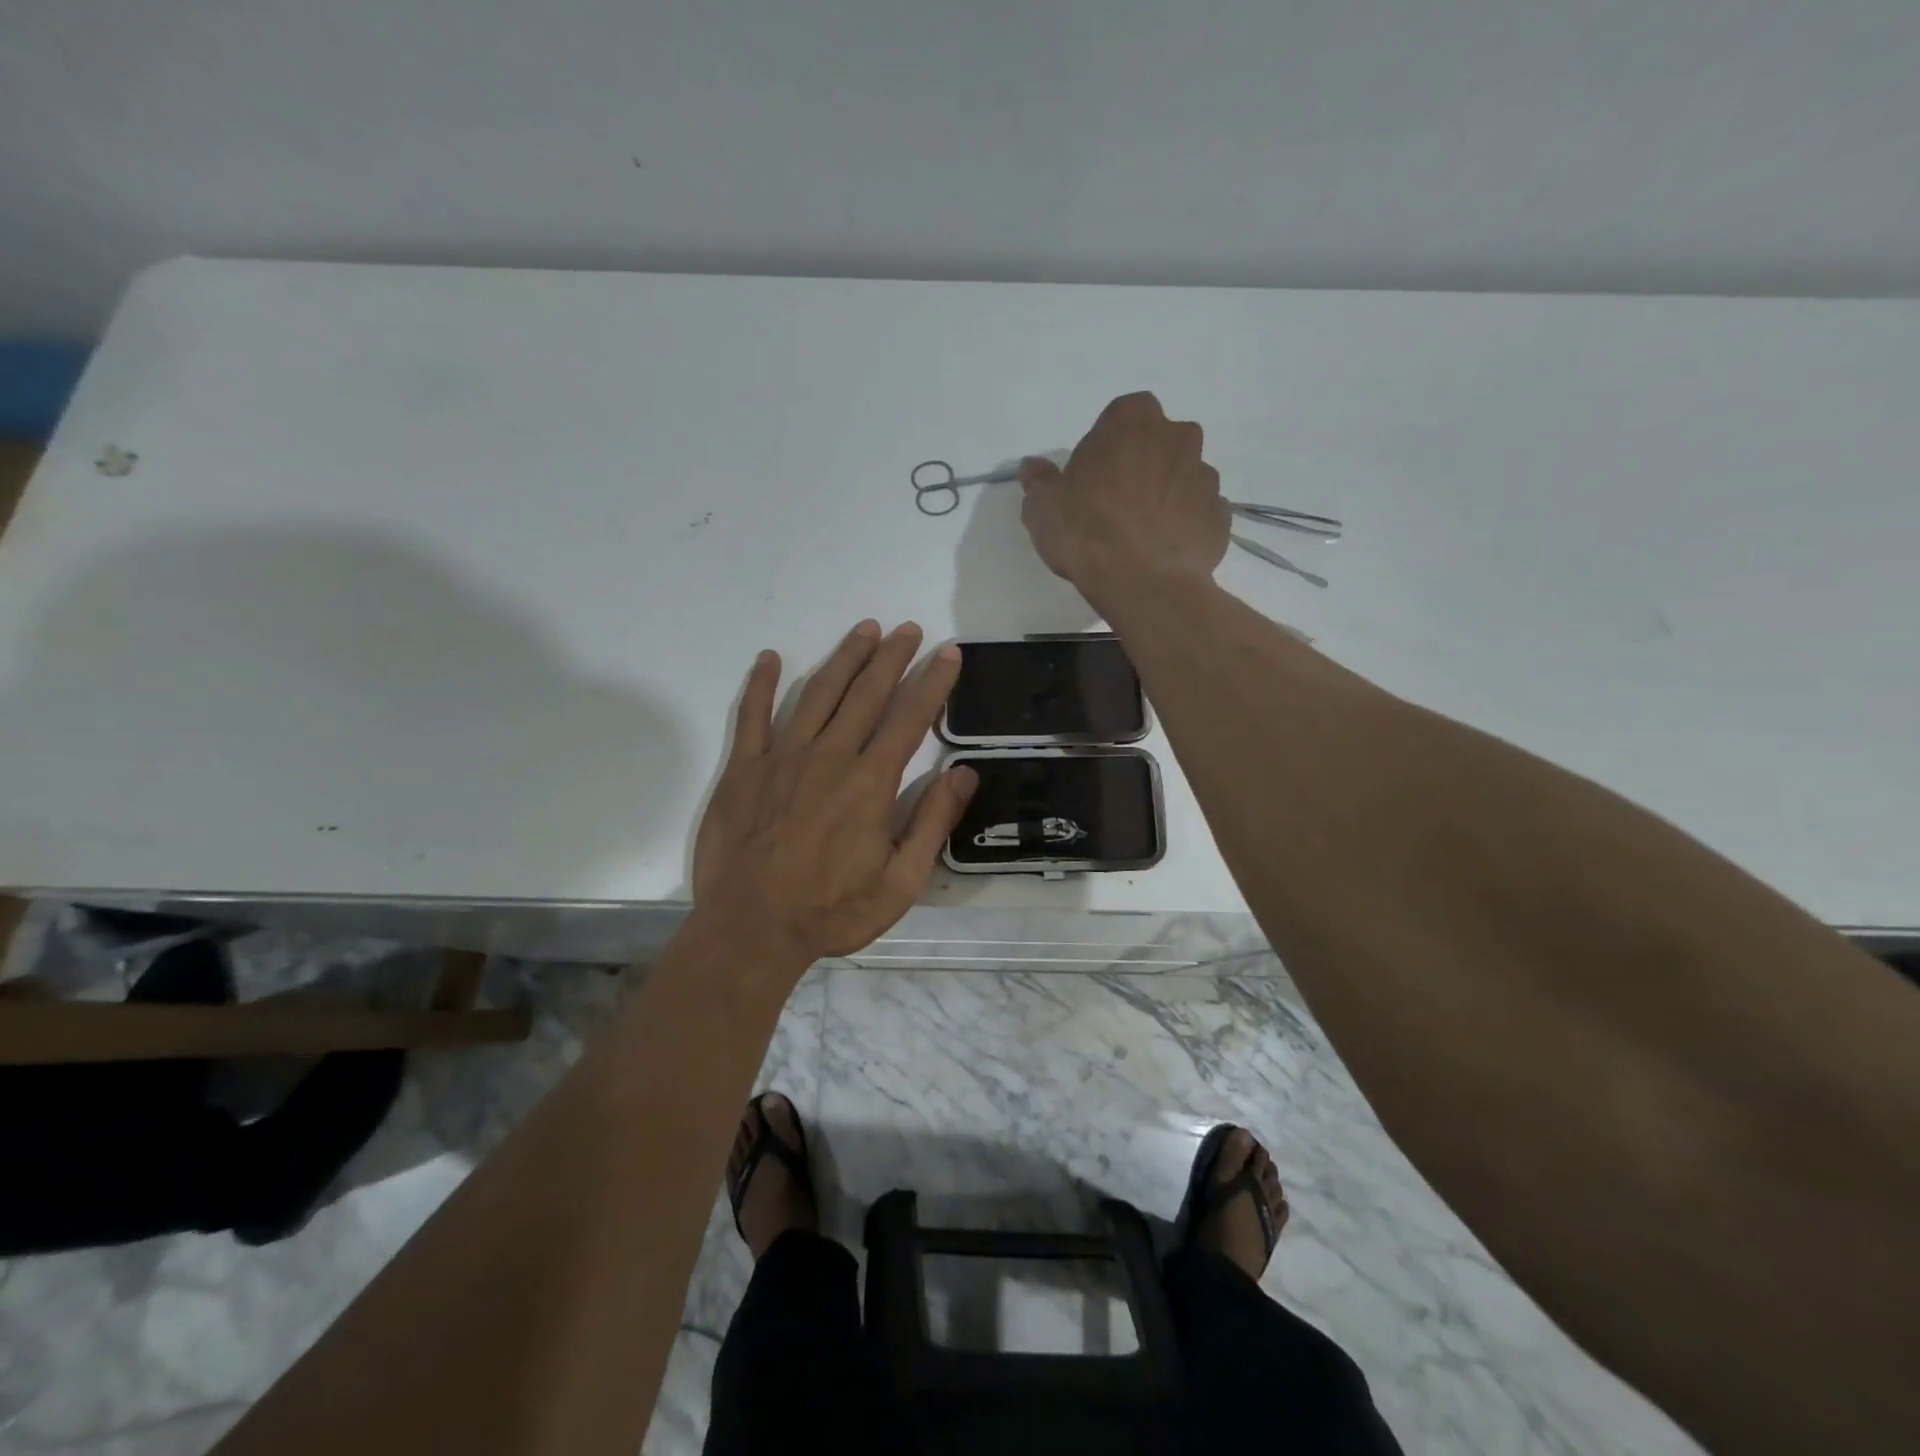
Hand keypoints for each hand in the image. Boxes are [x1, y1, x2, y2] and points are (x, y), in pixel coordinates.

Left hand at [691, 621, 977, 967]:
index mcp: (869, 783)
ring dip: (844, 658)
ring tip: (864, 630)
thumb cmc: (832, 911)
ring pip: (818, 694)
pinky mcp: (743, 769)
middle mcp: (829, 757)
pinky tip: (769, 658)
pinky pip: (752, 716)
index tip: (948, 653)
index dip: (932, 682)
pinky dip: (760, 684)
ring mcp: (781, 758)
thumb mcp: (900, 883)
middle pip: (866, 694)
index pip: (909, 718)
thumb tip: (963, 774)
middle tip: (909, 628)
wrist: (750, 929)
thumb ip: (932, 824)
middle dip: (891, 657)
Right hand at [1019, 391, 1230, 612]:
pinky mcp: (1221, 515)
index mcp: (1132, 421)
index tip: (1093, 476)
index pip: (1121, 416)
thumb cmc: (1087, 533)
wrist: (1145, 583)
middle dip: (1142, 464)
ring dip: (1166, 494)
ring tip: (1142, 534)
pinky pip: (1199, 512)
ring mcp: (1206, 476)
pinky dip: (1185, 524)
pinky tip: (1164, 550)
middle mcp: (1178, 437)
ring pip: (1182, 476)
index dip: (1107, 445)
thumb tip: (1034, 468)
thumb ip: (1040, 482)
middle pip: (1158, 443)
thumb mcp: (1042, 508)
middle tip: (1117, 503)